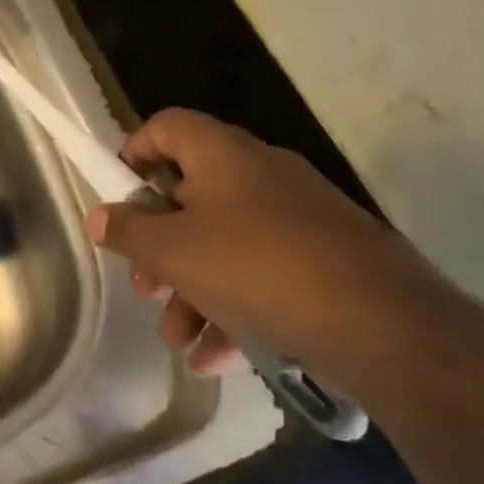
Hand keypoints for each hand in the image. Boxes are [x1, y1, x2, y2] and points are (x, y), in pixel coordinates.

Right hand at [86, 109, 454, 378]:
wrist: (382, 325)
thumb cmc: (256, 269)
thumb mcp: (173, 252)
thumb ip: (127, 231)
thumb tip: (100, 216)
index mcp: (224, 155)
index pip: (168, 126)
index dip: (135, 152)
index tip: (118, 196)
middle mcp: (262, 175)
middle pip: (191, 197)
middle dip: (159, 247)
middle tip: (145, 286)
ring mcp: (299, 219)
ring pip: (224, 245)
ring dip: (191, 291)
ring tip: (178, 339)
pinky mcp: (325, 261)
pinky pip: (262, 275)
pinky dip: (233, 309)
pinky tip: (216, 356)